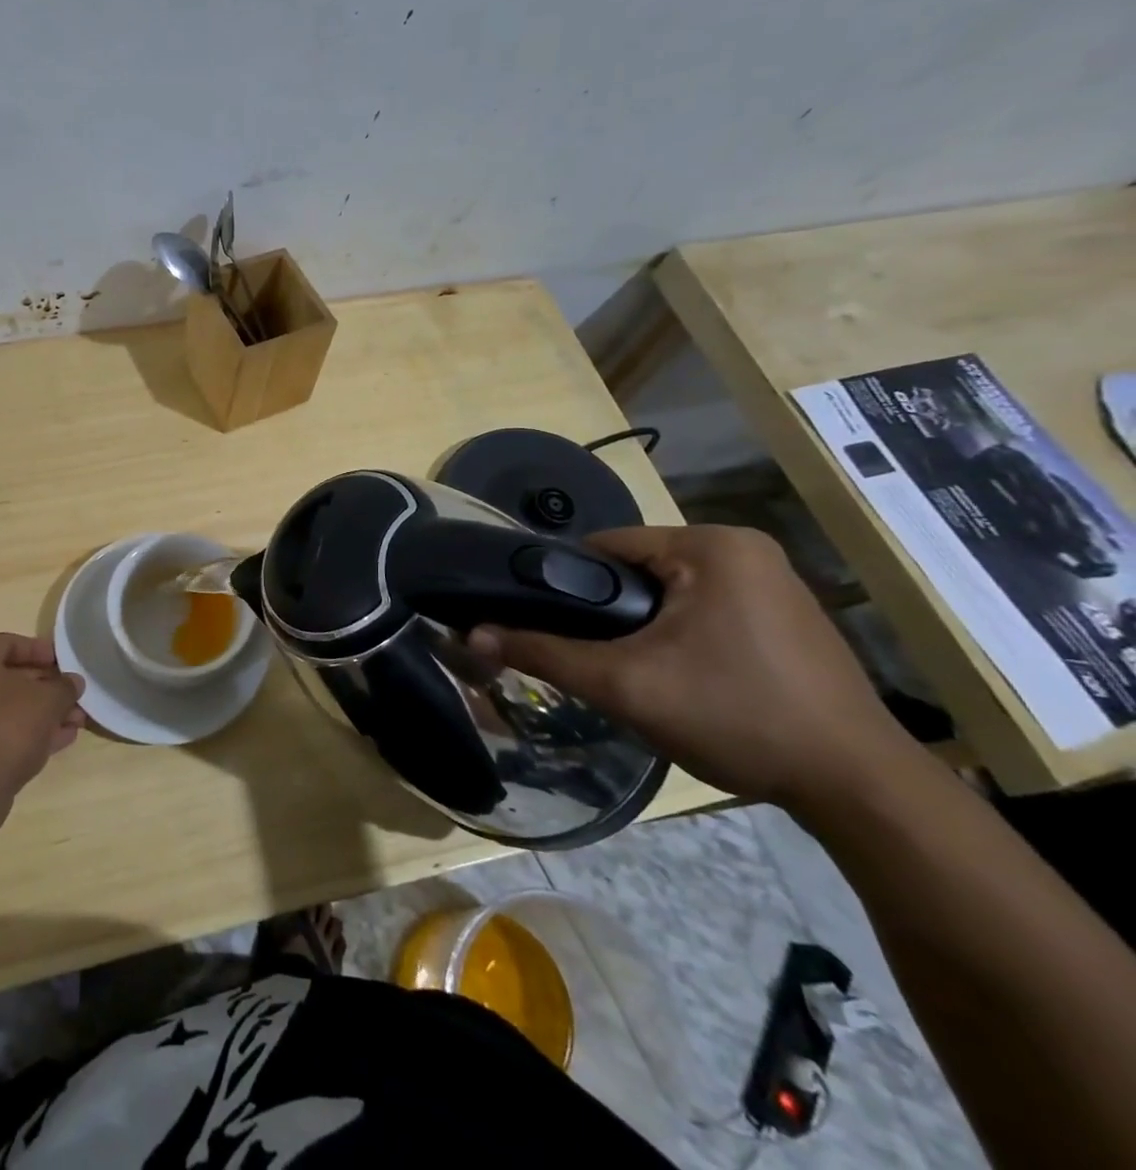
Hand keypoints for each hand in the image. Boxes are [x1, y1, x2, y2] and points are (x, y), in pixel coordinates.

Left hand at [0, 633, 86, 834]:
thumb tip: (73, 682)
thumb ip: (64, 686)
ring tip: (76, 721)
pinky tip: (60, 740)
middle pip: (9, 677)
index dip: (41, 651)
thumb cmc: (6, 727)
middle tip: (74, 695)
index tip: (64, 663)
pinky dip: (26, 732)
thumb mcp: (47, 700)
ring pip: (6, 708)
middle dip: (47, 687)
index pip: (9, 643)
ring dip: (42, 712)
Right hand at [467, 525, 918, 807]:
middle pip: (638, 570)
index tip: (548, 625)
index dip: (567, 585)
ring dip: (643, 626)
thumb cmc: (737, 716)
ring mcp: (774, 582)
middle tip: (594, 660)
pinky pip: (706, 609)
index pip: (606, 546)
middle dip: (609, 613)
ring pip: (670, 592)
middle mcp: (745, 549)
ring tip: (632, 673)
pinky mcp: (788, 616)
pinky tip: (682, 679)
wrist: (859, 788)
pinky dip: (681, 635)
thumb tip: (473, 634)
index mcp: (711, 545)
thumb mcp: (625, 685)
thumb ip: (545, 653)